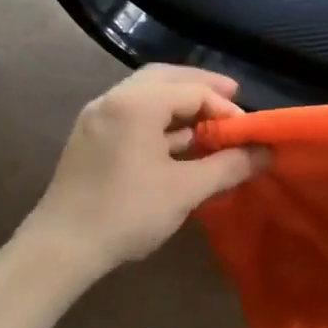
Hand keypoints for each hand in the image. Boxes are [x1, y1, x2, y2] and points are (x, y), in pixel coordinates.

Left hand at [18, 65, 264, 283]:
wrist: (61, 249)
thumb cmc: (128, 212)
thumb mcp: (187, 190)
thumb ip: (229, 166)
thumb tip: (266, 154)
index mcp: (136, 104)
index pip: (192, 90)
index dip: (226, 109)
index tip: (248, 133)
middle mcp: (113, 100)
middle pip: (165, 78)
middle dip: (202, 87)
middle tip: (232, 99)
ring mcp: (98, 118)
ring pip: (147, 94)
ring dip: (181, 102)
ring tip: (211, 120)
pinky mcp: (91, 138)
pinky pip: (133, 113)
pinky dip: (161, 118)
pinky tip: (181, 140)